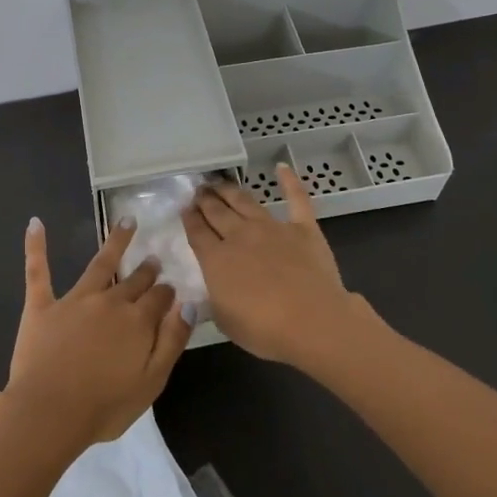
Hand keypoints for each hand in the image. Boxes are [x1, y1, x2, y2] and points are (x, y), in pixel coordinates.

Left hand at [2, 217, 192, 453]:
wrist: (49, 413)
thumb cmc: (104, 406)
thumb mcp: (152, 382)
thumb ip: (172, 341)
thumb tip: (190, 304)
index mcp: (137, 321)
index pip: (159, 298)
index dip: (167, 293)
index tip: (171, 289)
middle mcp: (110, 302)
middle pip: (134, 280)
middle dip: (146, 270)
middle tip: (153, 259)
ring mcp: (74, 300)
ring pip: (100, 264)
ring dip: (116, 241)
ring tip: (126, 221)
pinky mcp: (42, 306)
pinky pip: (38, 271)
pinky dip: (36, 246)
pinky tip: (35, 224)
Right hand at [183, 165, 375, 366]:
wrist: (312, 321)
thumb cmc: (264, 330)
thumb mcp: (224, 320)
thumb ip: (214, 298)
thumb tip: (209, 287)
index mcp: (216, 259)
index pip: (197, 232)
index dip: (189, 218)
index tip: (184, 208)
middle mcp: (240, 235)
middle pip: (217, 212)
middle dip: (205, 200)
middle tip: (199, 190)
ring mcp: (272, 227)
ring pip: (245, 202)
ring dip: (230, 191)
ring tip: (219, 183)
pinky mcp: (302, 228)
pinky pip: (296, 198)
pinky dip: (289, 181)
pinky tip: (282, 167)